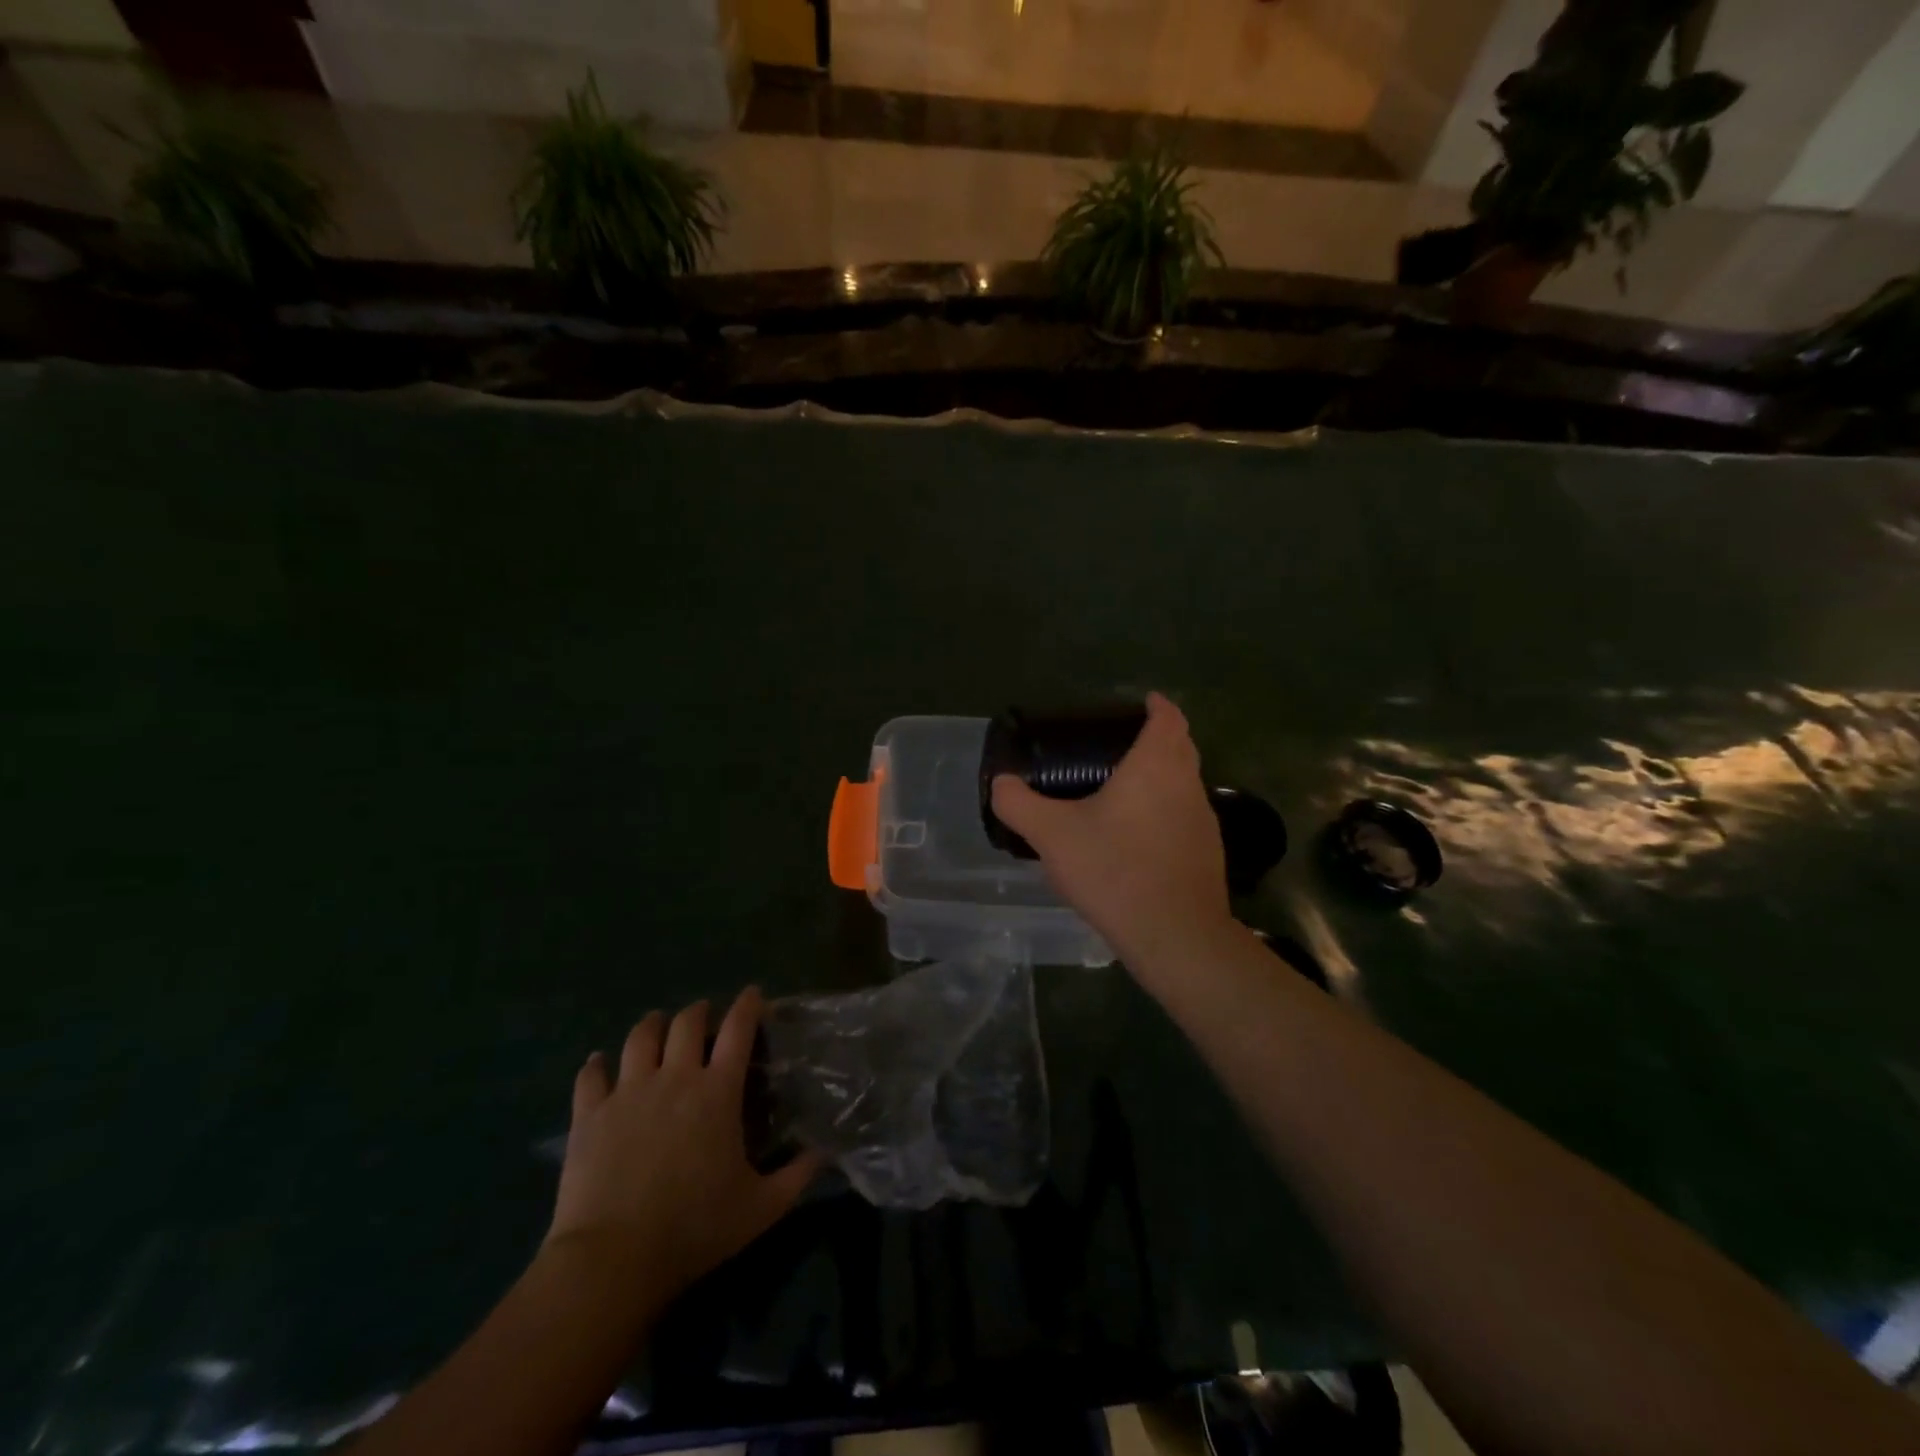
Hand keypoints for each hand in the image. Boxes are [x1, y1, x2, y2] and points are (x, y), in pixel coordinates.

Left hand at [547, 988, 821, 1308]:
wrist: (614, 1259)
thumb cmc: (694, 1228)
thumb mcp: (761, 1208)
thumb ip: (796, 1176)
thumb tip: (824, 1153)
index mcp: (718, 1091)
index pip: (738, 1030)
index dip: (748, 1006)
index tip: (753, 994)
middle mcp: (675, 1077)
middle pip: (687, 1023)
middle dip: (698, 1012)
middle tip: (703, 1016)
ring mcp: (629, 1091)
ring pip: (640, 1037)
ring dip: (652, 1024)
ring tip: (656, 1024)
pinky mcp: (590, 1114)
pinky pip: (591, 1074)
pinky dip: (596, 1064)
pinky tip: (598, 1063)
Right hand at [990, 692, 1232, 978]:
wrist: (1174, 935)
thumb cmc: (1114, 870)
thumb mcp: (1053, 835)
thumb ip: (1019, 804)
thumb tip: (1001, 783)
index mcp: (1156, 766)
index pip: (1169, 717)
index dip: (1157, 705)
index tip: (1141, 703)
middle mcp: (1187, 785)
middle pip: (1182, 747)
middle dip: (1158, 738)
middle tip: (1120, 745)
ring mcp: (1203, 821)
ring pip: (1185, 784)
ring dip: (1163, 778)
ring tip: (1124, 790)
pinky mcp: (1207, 854)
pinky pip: (1186, 818)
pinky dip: (1166, 813)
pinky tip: (1137, 839)